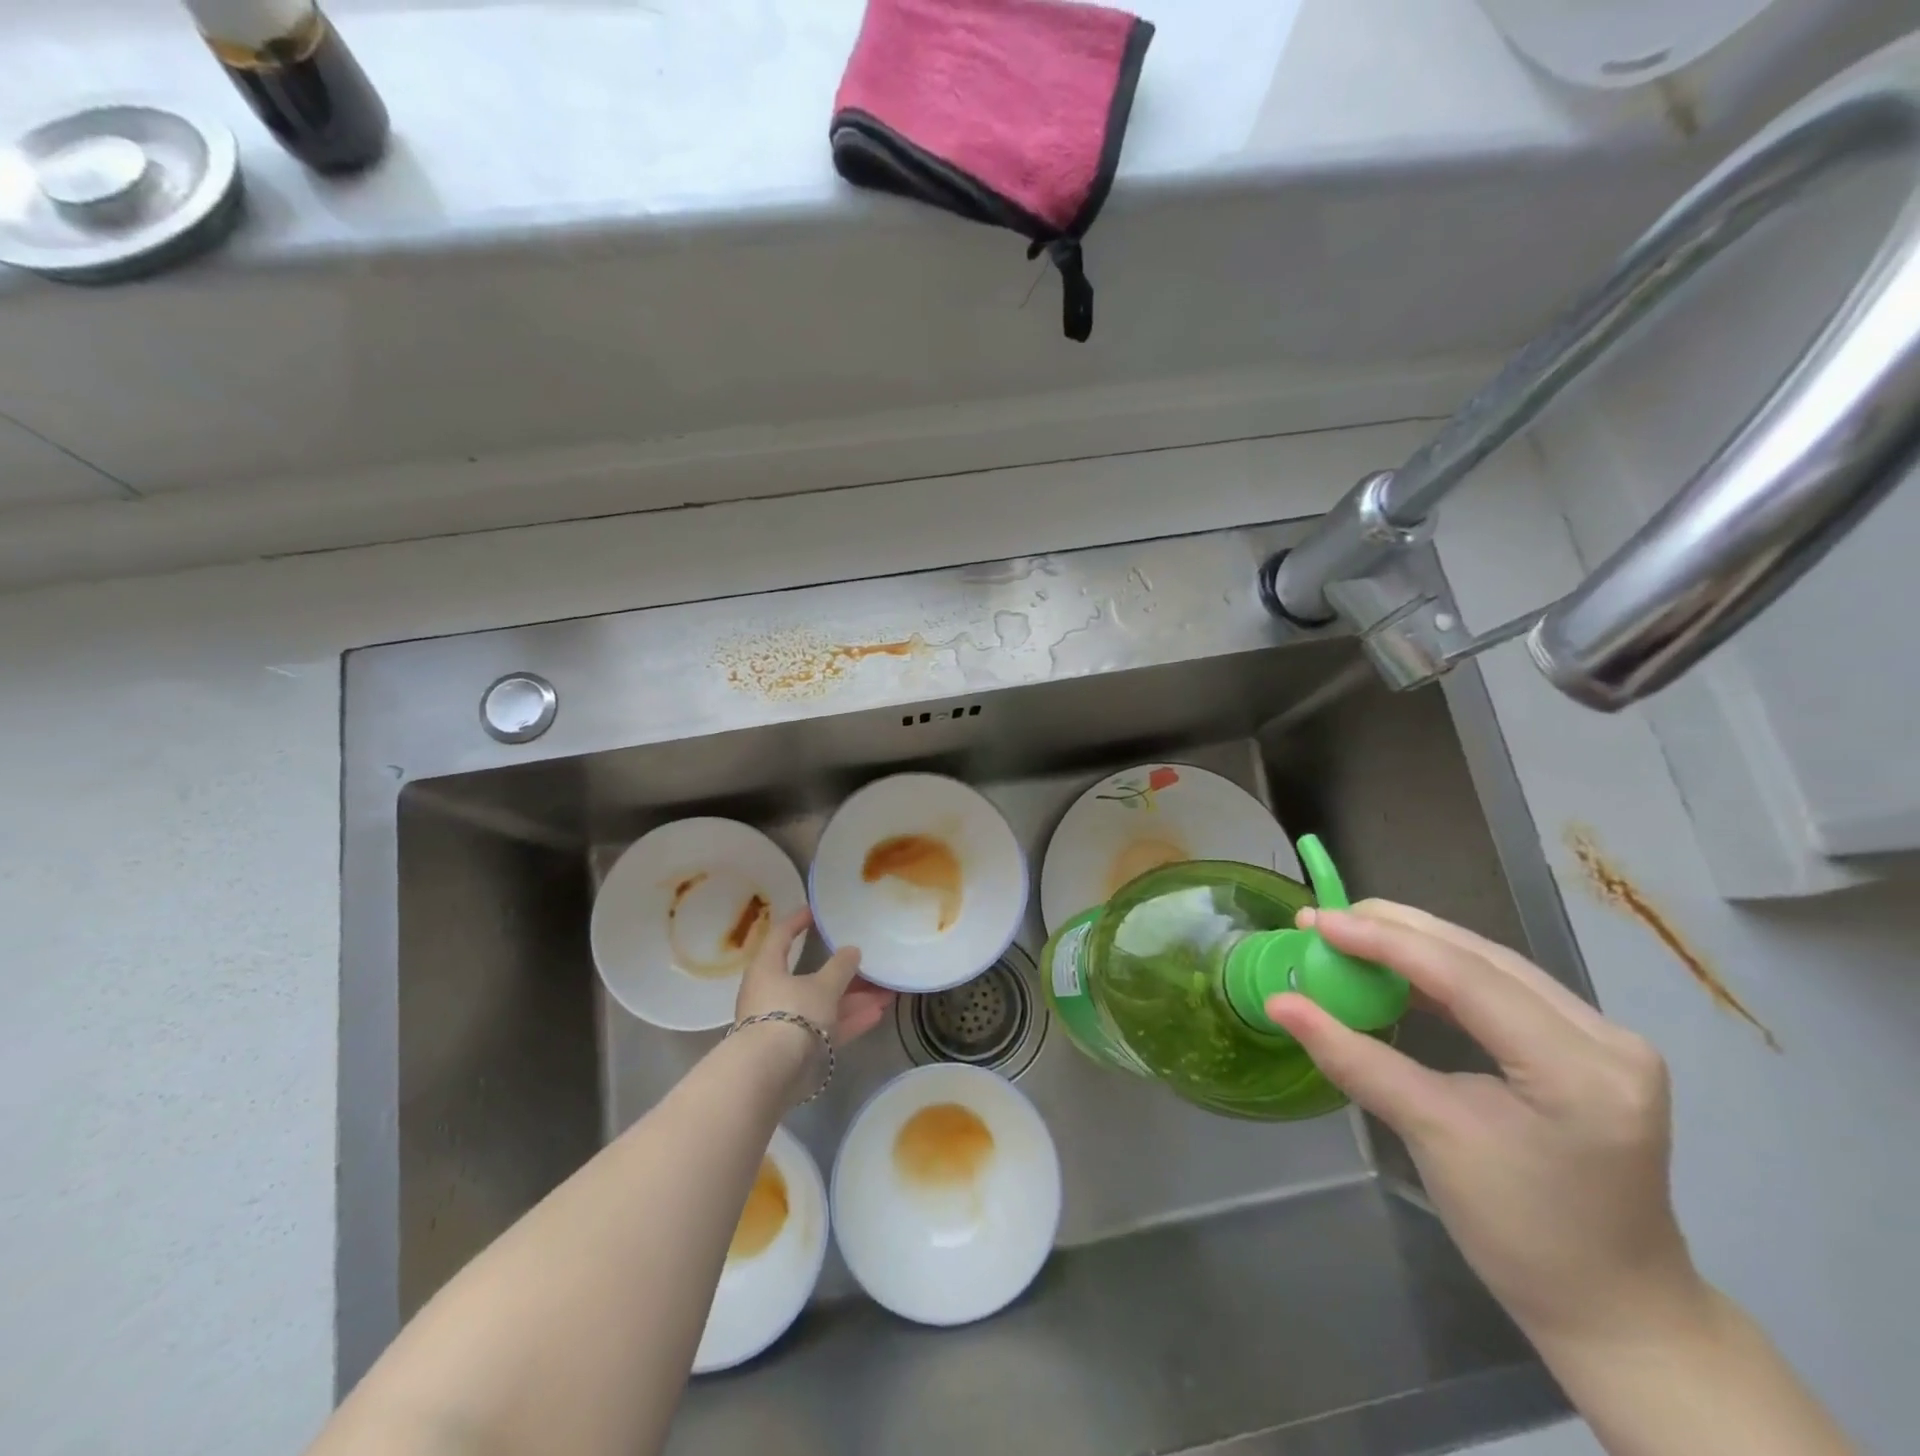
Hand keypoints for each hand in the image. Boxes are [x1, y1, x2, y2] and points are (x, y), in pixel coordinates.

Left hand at [735, 907, 895, 1047]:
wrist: (769, 1074)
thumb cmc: (791, 1014)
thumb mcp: (823, 986)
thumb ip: (840, 967)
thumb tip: (851, 950)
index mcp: (768, 968)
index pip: (782, 935)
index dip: (799, 921)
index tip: (817, 911)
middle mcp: (771, 993)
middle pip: (809, 975)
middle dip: (842, 972)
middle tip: (868, 961)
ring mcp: (783, 1023)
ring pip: (822, 1004)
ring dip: (852, 999)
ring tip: (886, 992)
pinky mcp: (795, 1050)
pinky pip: (824, 1028)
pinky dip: (847, 1021)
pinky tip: (877, 1014)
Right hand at [1266, 900, 1703, 1353]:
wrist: (1613, 1307)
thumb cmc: (1522, 1233)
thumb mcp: (1431, 1137)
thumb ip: (1354, 1059)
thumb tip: (1279, 1004)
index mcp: (1580, 1069)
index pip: (1468, 977)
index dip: (1386, 942)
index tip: (1318, 922)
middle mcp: (1605, 1037)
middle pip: (1481, 957)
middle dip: (1395, 930)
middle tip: (1323, 920)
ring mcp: (1603, 1037)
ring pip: (1490, 963)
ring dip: (1414, 944)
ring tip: (1348, 933)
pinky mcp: (1585, 1045)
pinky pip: (1500, 987)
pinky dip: (1439, 972)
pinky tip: (1396, 968)